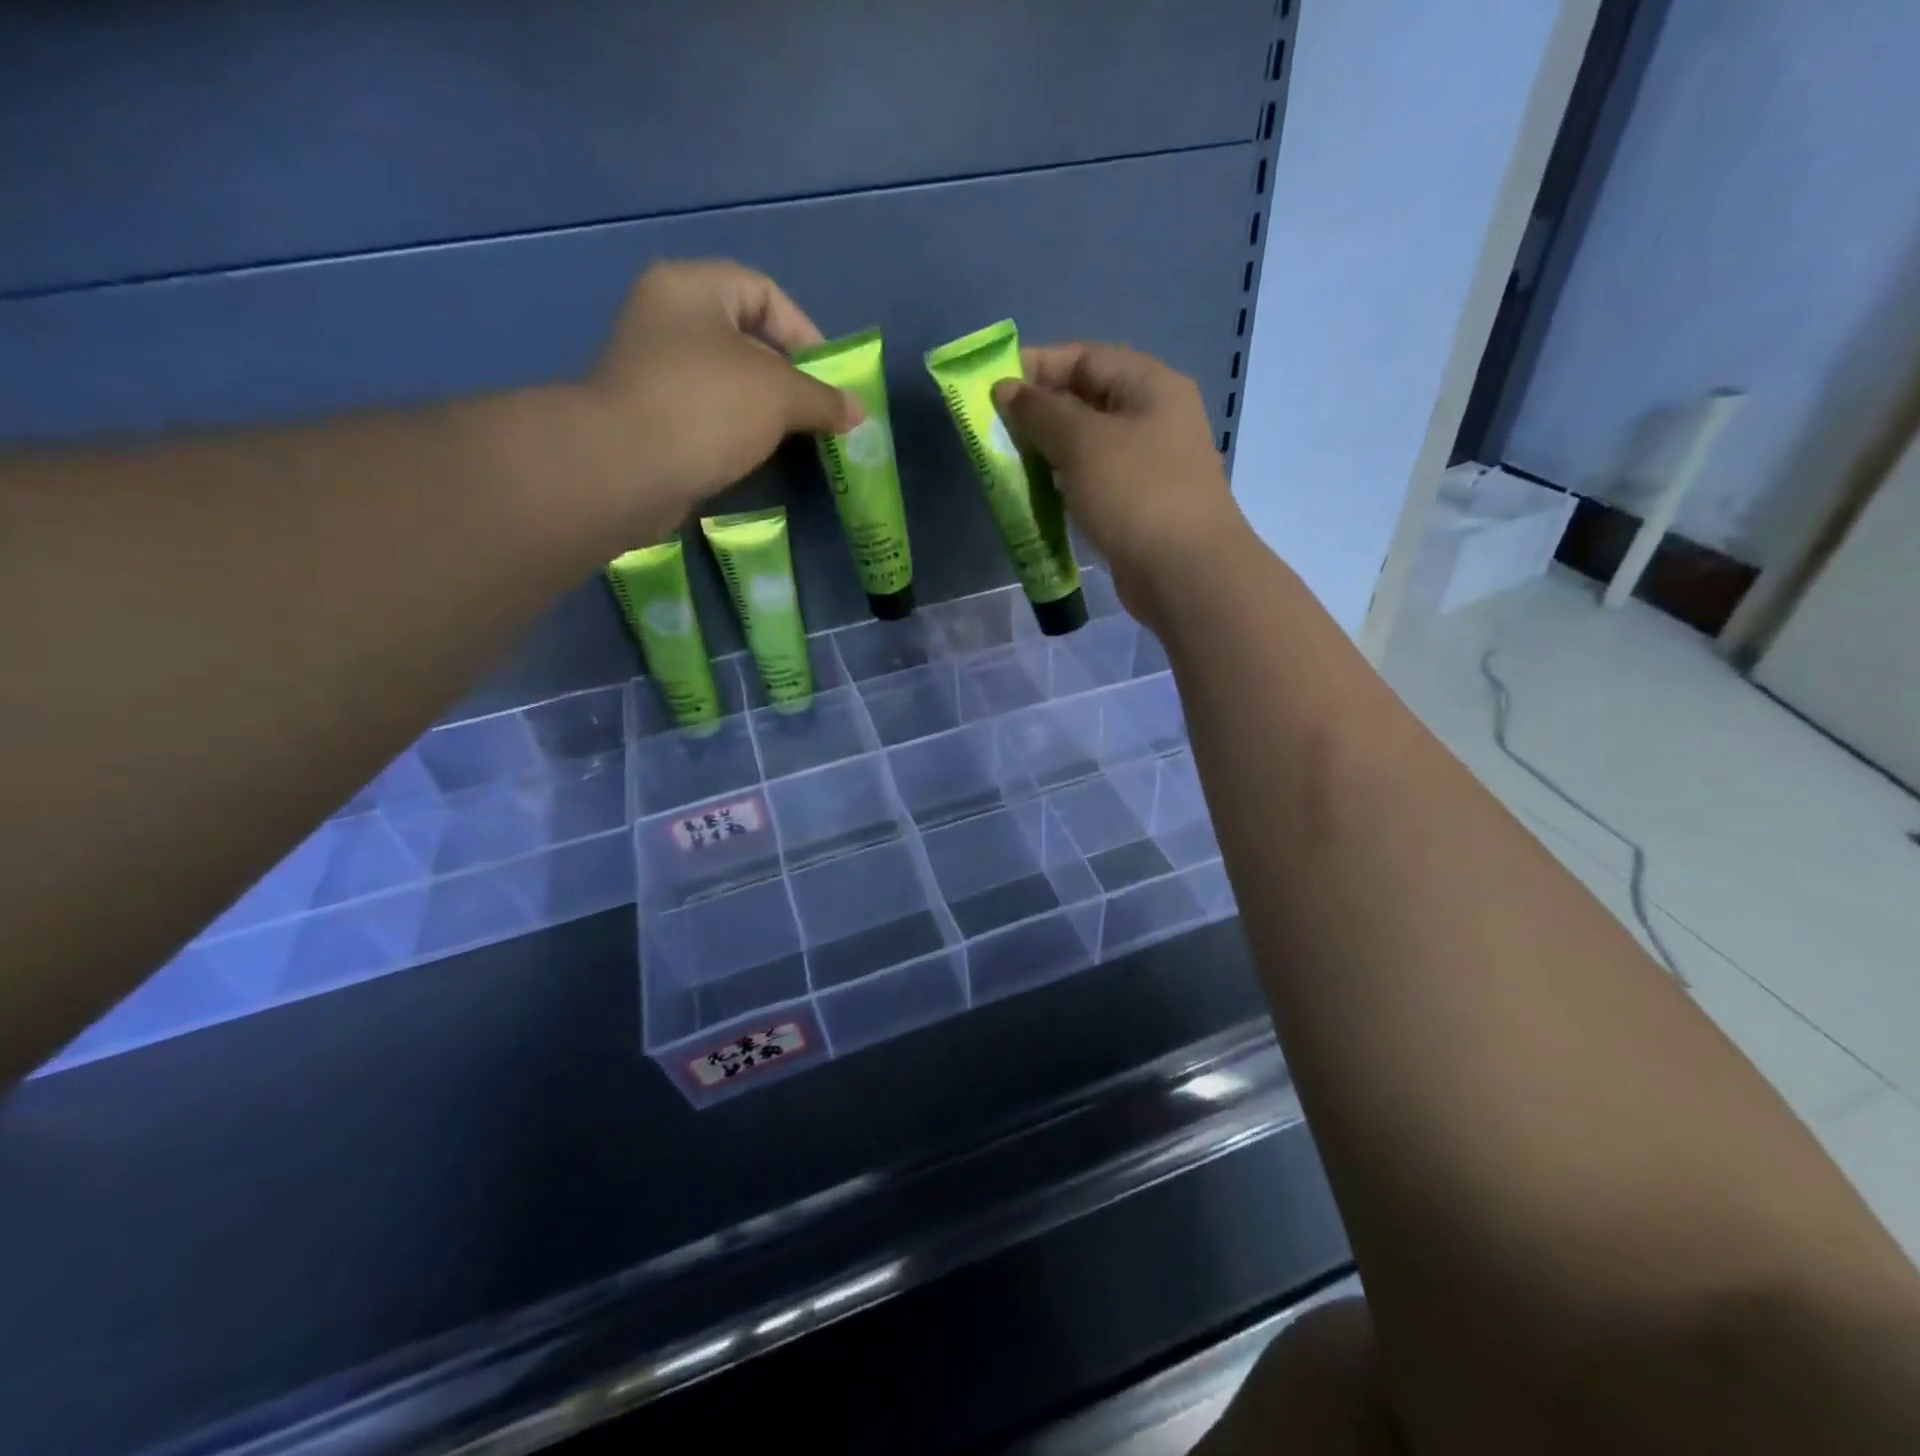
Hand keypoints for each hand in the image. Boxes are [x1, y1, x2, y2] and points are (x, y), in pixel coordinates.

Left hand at [581, 259, 860, 533]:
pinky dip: (736, 432)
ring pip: (728, 381)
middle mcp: (667, 319)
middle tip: (817, 413)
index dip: (805, 332)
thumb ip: (823, 398)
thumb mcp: (780, 395)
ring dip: (765, 410)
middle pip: (746, 339)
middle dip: (789, 378)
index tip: (829, 379)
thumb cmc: (708, 408)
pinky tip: (756, 456)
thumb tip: (858, 412)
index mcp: (692, 289)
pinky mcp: (651, 417)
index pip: (764, 292)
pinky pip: (708, 415)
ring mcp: (655, 370)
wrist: (628, 469)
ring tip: (793, 439)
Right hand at [991, 343, 1245, 623]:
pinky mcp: (1138, 505)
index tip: (991, 386)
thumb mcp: (1082, 442)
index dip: (1037, 366)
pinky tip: (1037, 495)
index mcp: (1150, 385)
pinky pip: (1093, 481)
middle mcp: (1153, 418)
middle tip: (993, 430)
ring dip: (1047, 451)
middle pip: (1086, 400)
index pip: (1086, 357)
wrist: (1184, 572)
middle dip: (1038, 412)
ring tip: (1007, 463)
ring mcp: (1148, 465)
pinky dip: (1064, 483)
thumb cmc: (1135, 493)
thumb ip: (1039, 411)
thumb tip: (1006, 390)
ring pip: (1087, 445)